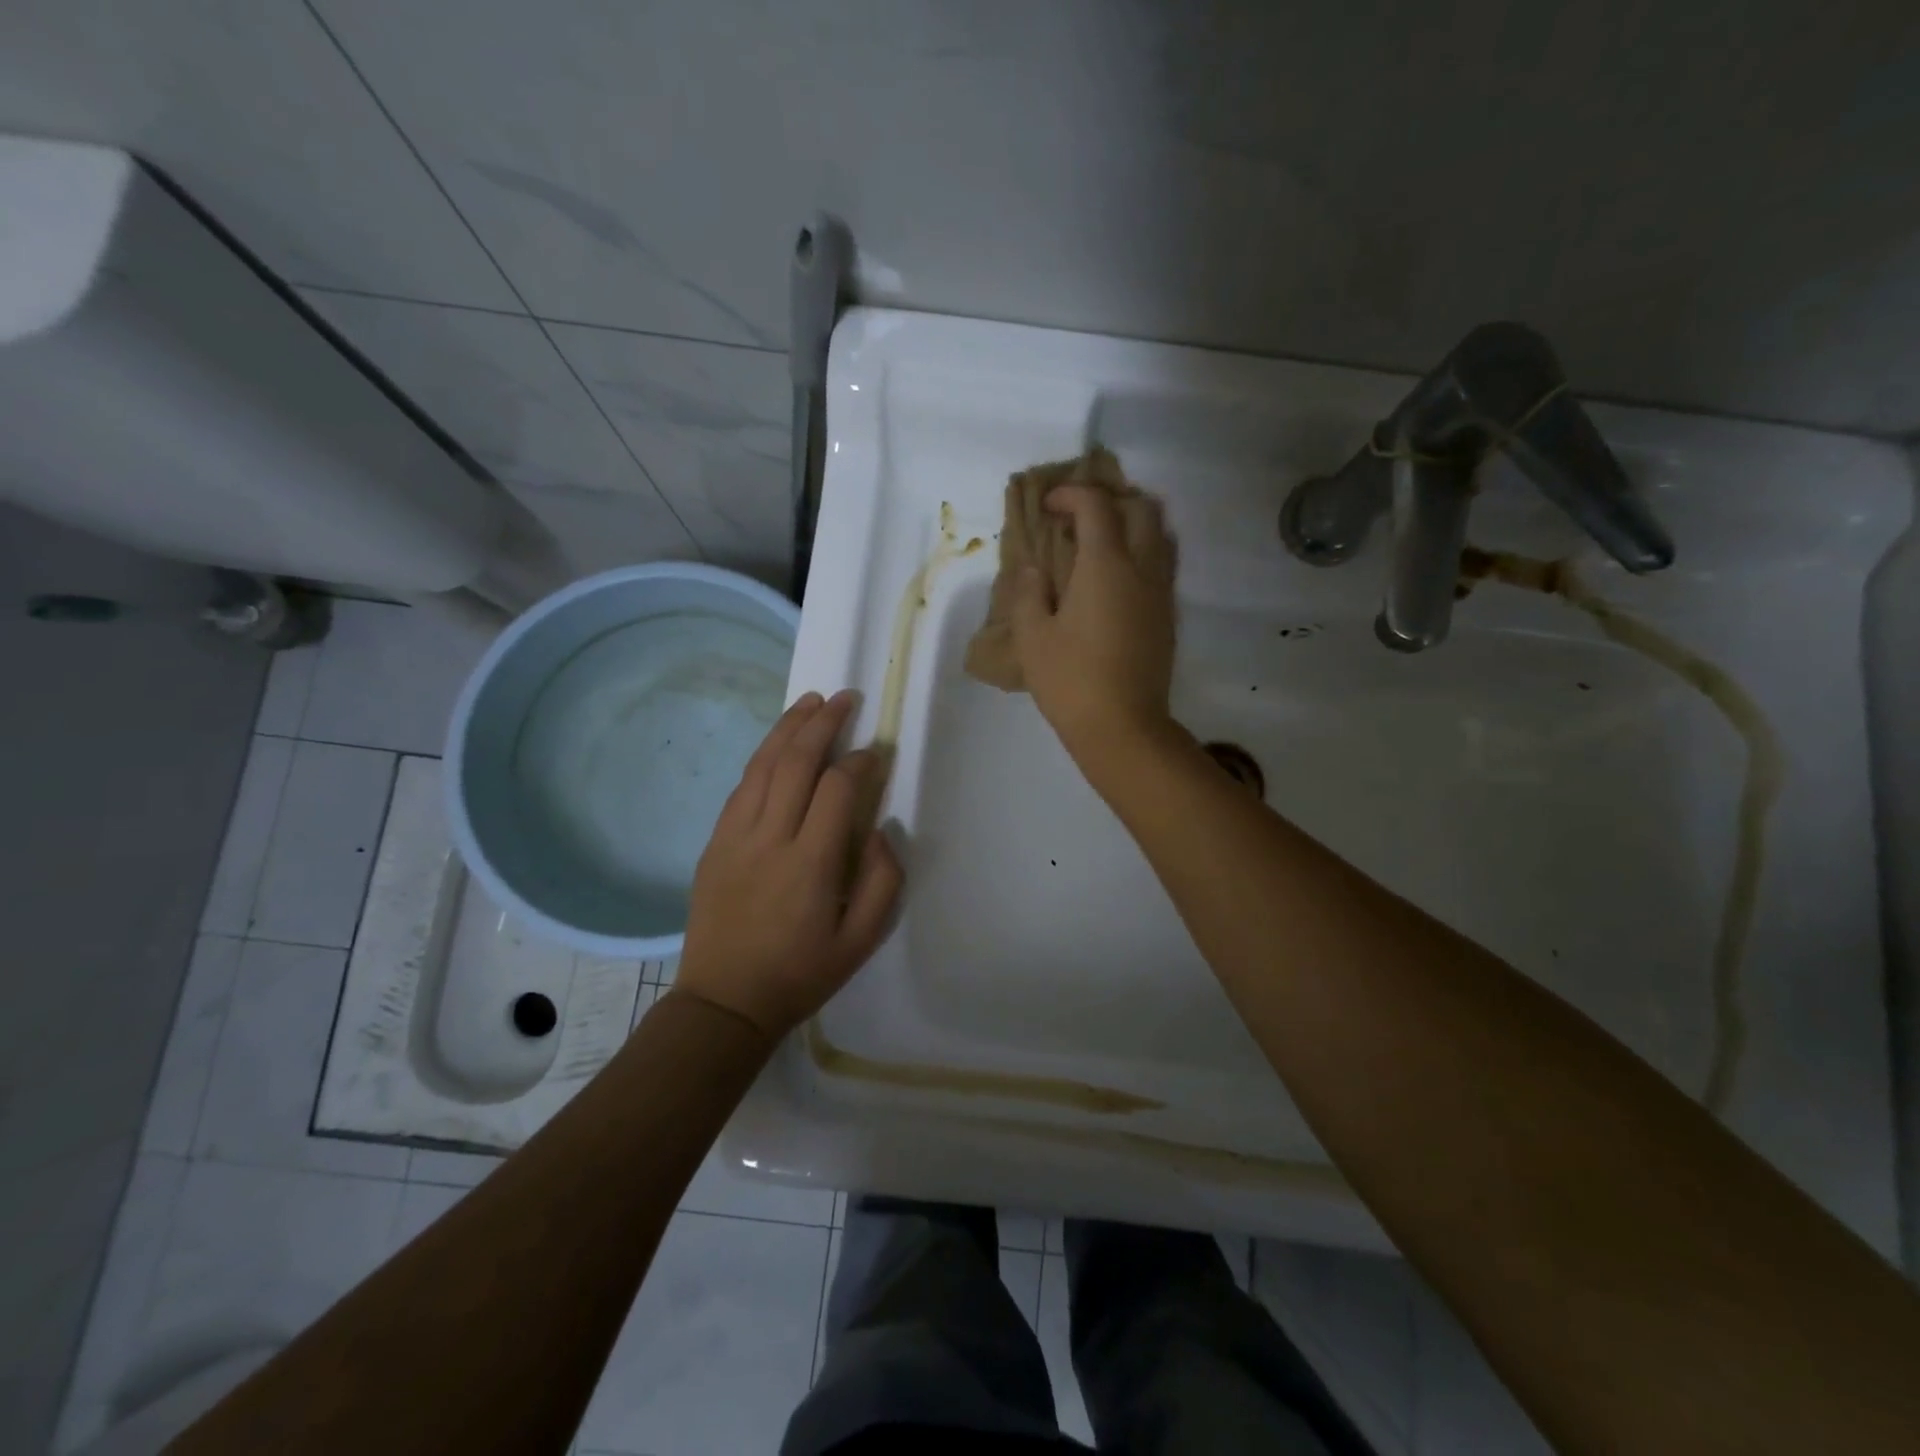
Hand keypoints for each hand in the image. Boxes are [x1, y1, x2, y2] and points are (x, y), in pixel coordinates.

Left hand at [676, 690, 902, 1038]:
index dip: (860, 762)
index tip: (876, 752)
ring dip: (788, 728)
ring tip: (811, 701)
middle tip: (845, 698)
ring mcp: (734, 837)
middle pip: (795, 763)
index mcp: (809, 864)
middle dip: (823, 724)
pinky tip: (777, 744)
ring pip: (761, 766)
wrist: (724, 1001)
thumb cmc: (800, 974)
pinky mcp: (714, 843)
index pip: (837, 789)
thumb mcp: (860, 942)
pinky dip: (762, 757)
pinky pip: (740, 787)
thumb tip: (880, 830)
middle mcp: (769, 839)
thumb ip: (882, 882)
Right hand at [1009, 484, 1177, 758]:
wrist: (1123, 728)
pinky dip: (1141, 554)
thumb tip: (1034, 570)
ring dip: (1131, 525)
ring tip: (1099, 545)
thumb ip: (1028, 593)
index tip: (1048, 507)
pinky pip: (1162, 565)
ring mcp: (1161, 592)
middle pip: (1140, 508)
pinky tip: (1116, 580)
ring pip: (1159, 534)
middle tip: (1077, 520)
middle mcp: (1142, 568)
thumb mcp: (1032, 638)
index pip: (1096, 505)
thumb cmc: (1070, 681)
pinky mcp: (1168, 616)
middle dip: (1108, 502)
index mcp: (1106, 565)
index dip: (1070, 495)